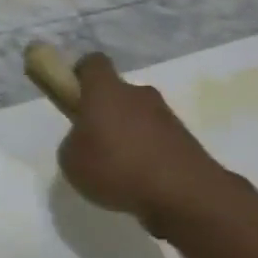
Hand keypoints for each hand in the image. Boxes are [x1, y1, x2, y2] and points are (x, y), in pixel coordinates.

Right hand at [58, 53, 238, 237]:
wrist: (184, 194)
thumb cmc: (116, 168)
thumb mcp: (71, 161)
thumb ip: (74, 143)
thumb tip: (86, 141)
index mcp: (106, 91)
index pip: (93, 63)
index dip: (80, 75)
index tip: (73, 95)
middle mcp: (138, 94)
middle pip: (117, 93)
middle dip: (105, 114)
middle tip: (94, 145)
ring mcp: (166, 116)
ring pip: (139, 118)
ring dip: (128, 137)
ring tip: (119, 172)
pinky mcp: (186, 140)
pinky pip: (157, 141)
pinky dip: (148, 156)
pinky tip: (141, 183)